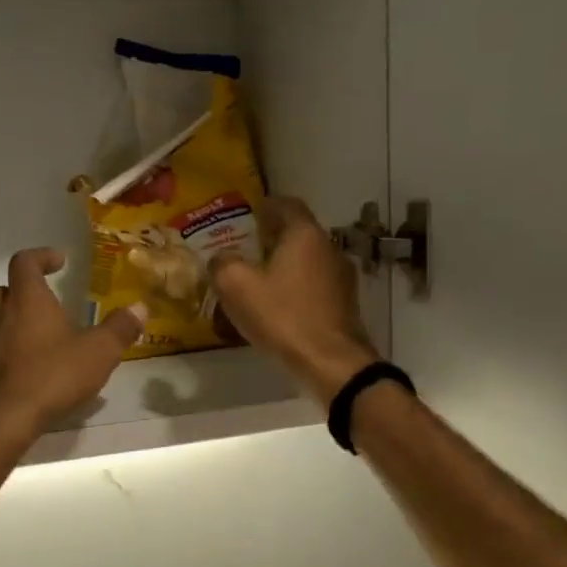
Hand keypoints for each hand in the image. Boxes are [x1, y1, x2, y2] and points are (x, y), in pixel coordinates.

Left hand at [0, 249, 145, 438]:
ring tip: (37, 335)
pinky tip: (26, 366)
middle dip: (21, 290)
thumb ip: (120, 328)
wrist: (4, 418)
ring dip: (11, 320)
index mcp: (28, 300)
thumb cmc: (53, 374)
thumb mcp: (99, 352)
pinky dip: (6, 350)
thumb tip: (140, 307)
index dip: (41, 257)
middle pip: (1, 289)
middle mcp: (1, 315)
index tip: (59, 261)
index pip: (24, 262)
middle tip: (45, 300)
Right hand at [211, 197, 378, 406]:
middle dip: (272, 238)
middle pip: (298, 233)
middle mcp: (329, 248)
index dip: (265, 205)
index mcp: (305, 235)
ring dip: (285, 265)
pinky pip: (315, 285)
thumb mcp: (237, 287)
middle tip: (245, 249)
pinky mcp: (344, 304)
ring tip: (259, 279)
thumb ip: (223, 264)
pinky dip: (296, 287)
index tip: (247, 214)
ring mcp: (342, 277)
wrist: (331, 362)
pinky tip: (279, 306)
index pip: (286, 204)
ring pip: (308, 260)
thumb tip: (221, 258)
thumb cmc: (283, 316)